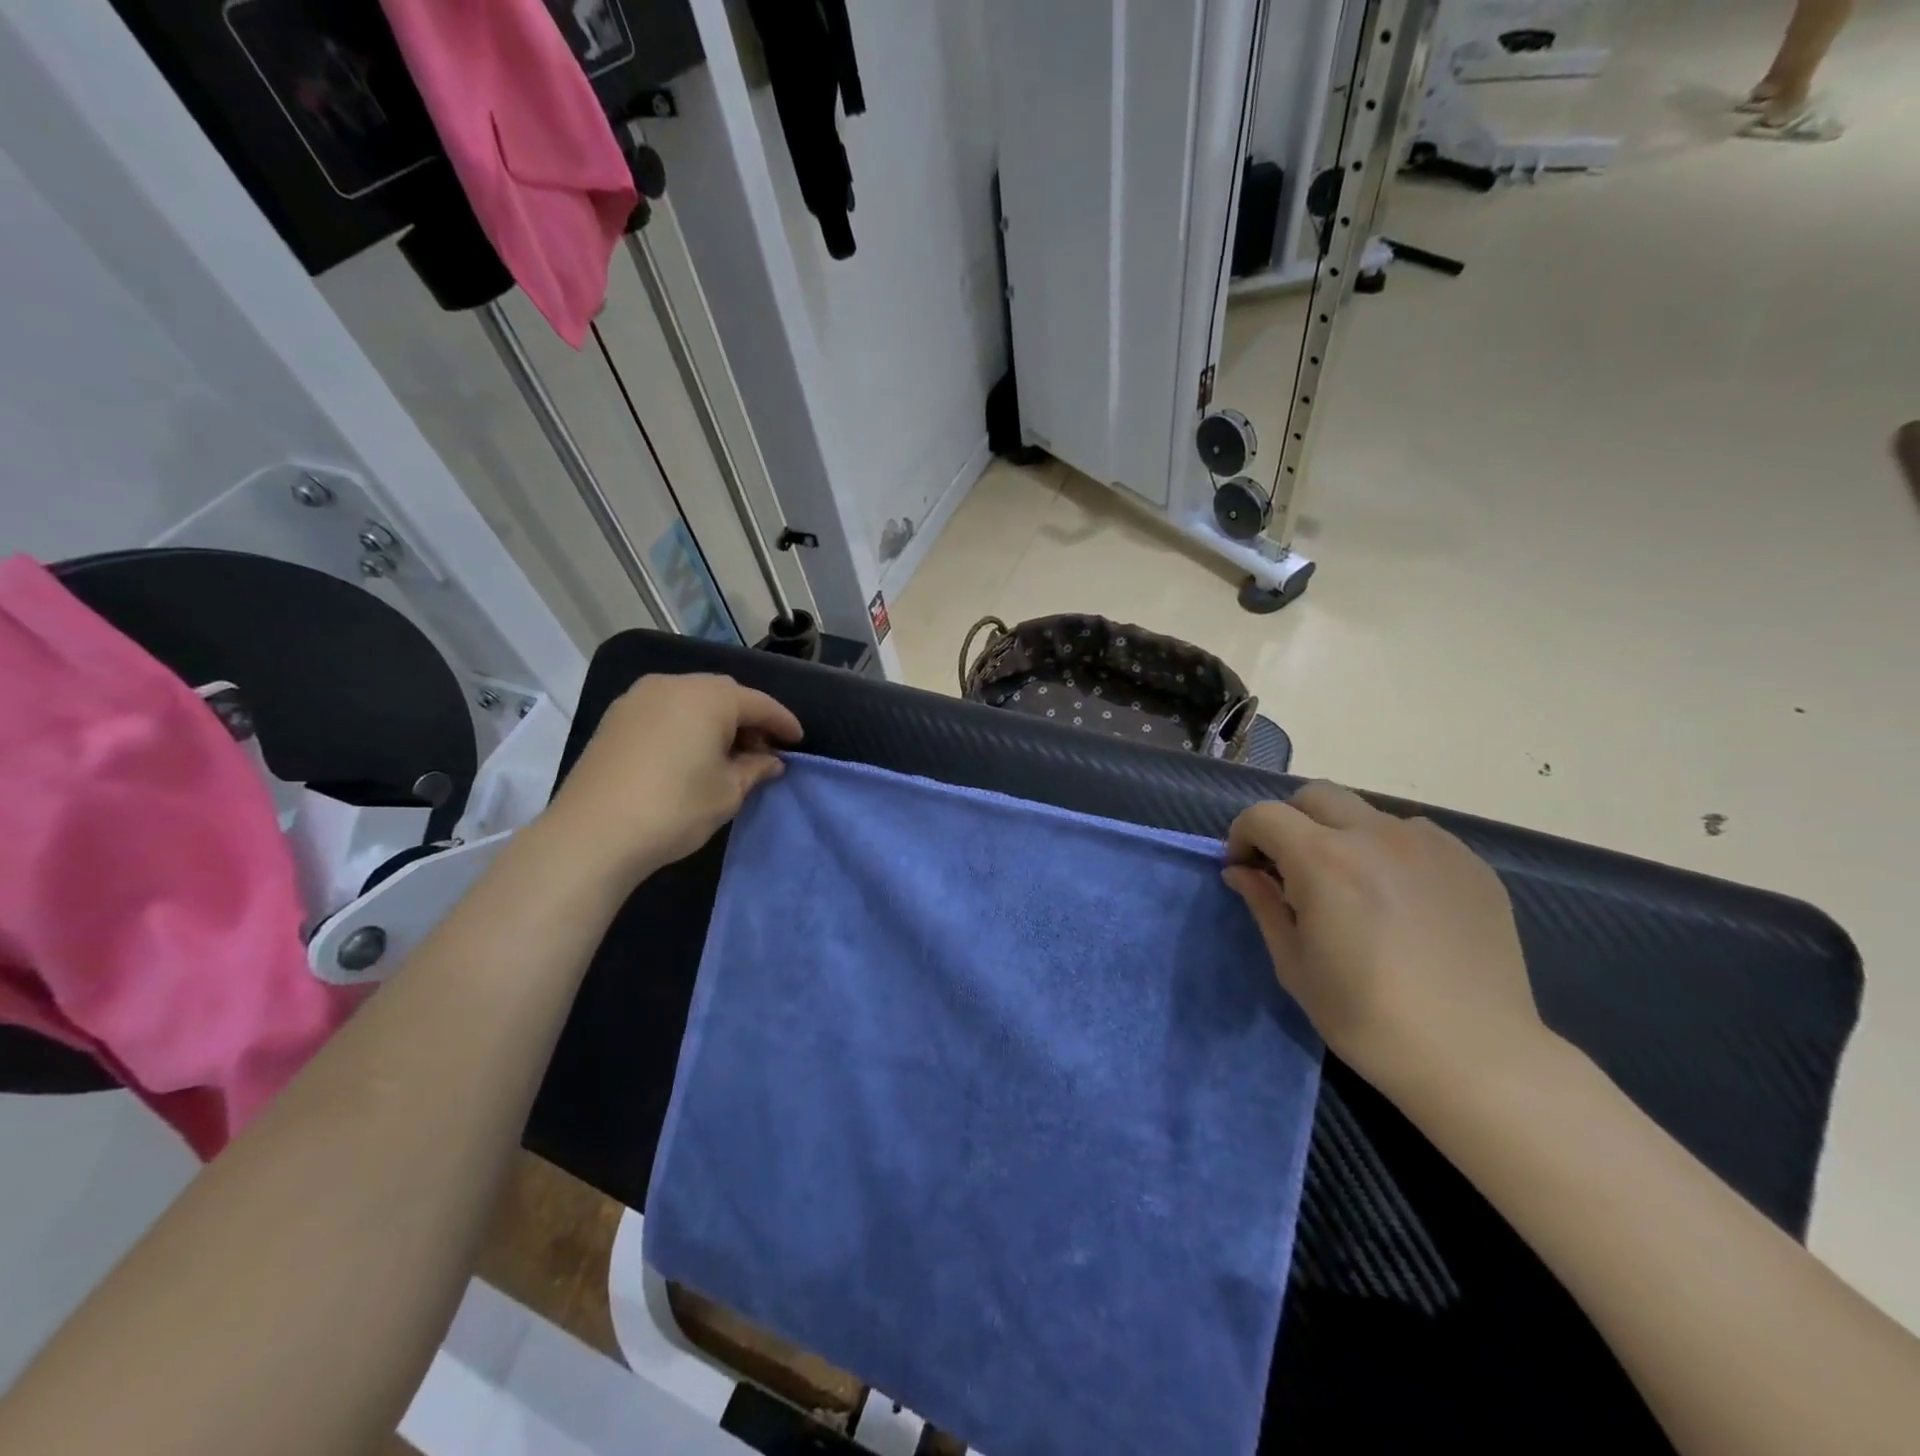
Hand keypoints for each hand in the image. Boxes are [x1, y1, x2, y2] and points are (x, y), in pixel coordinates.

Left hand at [542, 673, 801, 886]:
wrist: (592, 834)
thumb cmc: (675, 808)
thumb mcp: (728, 792)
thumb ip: (755, 769)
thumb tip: (770, 761)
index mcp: (709, 697)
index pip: (758, 703)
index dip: (782, 722)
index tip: (798, 740)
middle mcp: (674, 685)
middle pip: (723, 695)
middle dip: (747, 718)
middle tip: (762, 749)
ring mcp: (638, 698)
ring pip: (691, 700)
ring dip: (715, 720)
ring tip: (726, 753)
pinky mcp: (616, 718)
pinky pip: (665, 711)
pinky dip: (685, 724)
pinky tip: (690, 753)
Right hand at [1223, 782, 1545, 1102]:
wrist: (1476, 1057)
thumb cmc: (1367, 1018)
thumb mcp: (1294, 965)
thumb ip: (1263, 904)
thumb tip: (1240, 871)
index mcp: (1324, 860)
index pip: (1264, 815)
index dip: (1243, 836)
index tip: (1245, 869)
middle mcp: (1376, 836)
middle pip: (1315, 796)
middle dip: (1290, 822)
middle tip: (1290, 868)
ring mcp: (1430, 845)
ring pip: (1367, 813)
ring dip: (1342, 834)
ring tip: (1352, 885)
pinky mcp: (1469, 863)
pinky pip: (1414, 836)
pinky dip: (1389, 851)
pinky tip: (1400, 899)